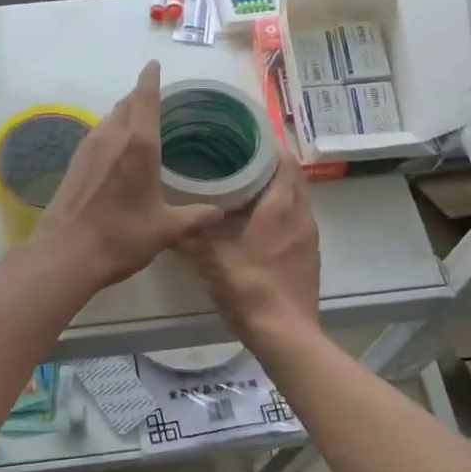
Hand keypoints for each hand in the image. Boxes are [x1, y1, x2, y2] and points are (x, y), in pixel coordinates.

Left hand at [33, 63, 225, 290]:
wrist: (66, 253)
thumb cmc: (121, 236)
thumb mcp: (166, 229)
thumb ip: (196, 217)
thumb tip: (220, 213)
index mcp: (139, 144)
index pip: (145, 97)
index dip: (150, 78)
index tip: (154, 64)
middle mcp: (111, 136)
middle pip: (126, 104)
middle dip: (140, 96)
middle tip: (156, 97)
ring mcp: (88, 148)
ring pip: (109, 118)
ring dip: (124, 114)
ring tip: (139, 122)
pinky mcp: (74, 163)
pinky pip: (97, 134)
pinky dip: (111, 131)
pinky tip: (116, 150)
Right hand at [175, 153, 320, 348]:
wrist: (285, 334)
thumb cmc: (249, 286)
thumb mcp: (208, 257)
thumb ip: (186, 234)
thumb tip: (161, 217)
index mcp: (281, 205)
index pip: (284, 159)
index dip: (266, 145)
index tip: (240, 138)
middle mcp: (301, 214)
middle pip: (290, 177)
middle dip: (266, 166)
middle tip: (234, 160)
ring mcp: (309, 236)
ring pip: (294, 200)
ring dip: (273, 191)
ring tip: (240, 188)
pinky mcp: (308, 255)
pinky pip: (294, 221)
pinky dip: (277, 214)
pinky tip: (253, 224)